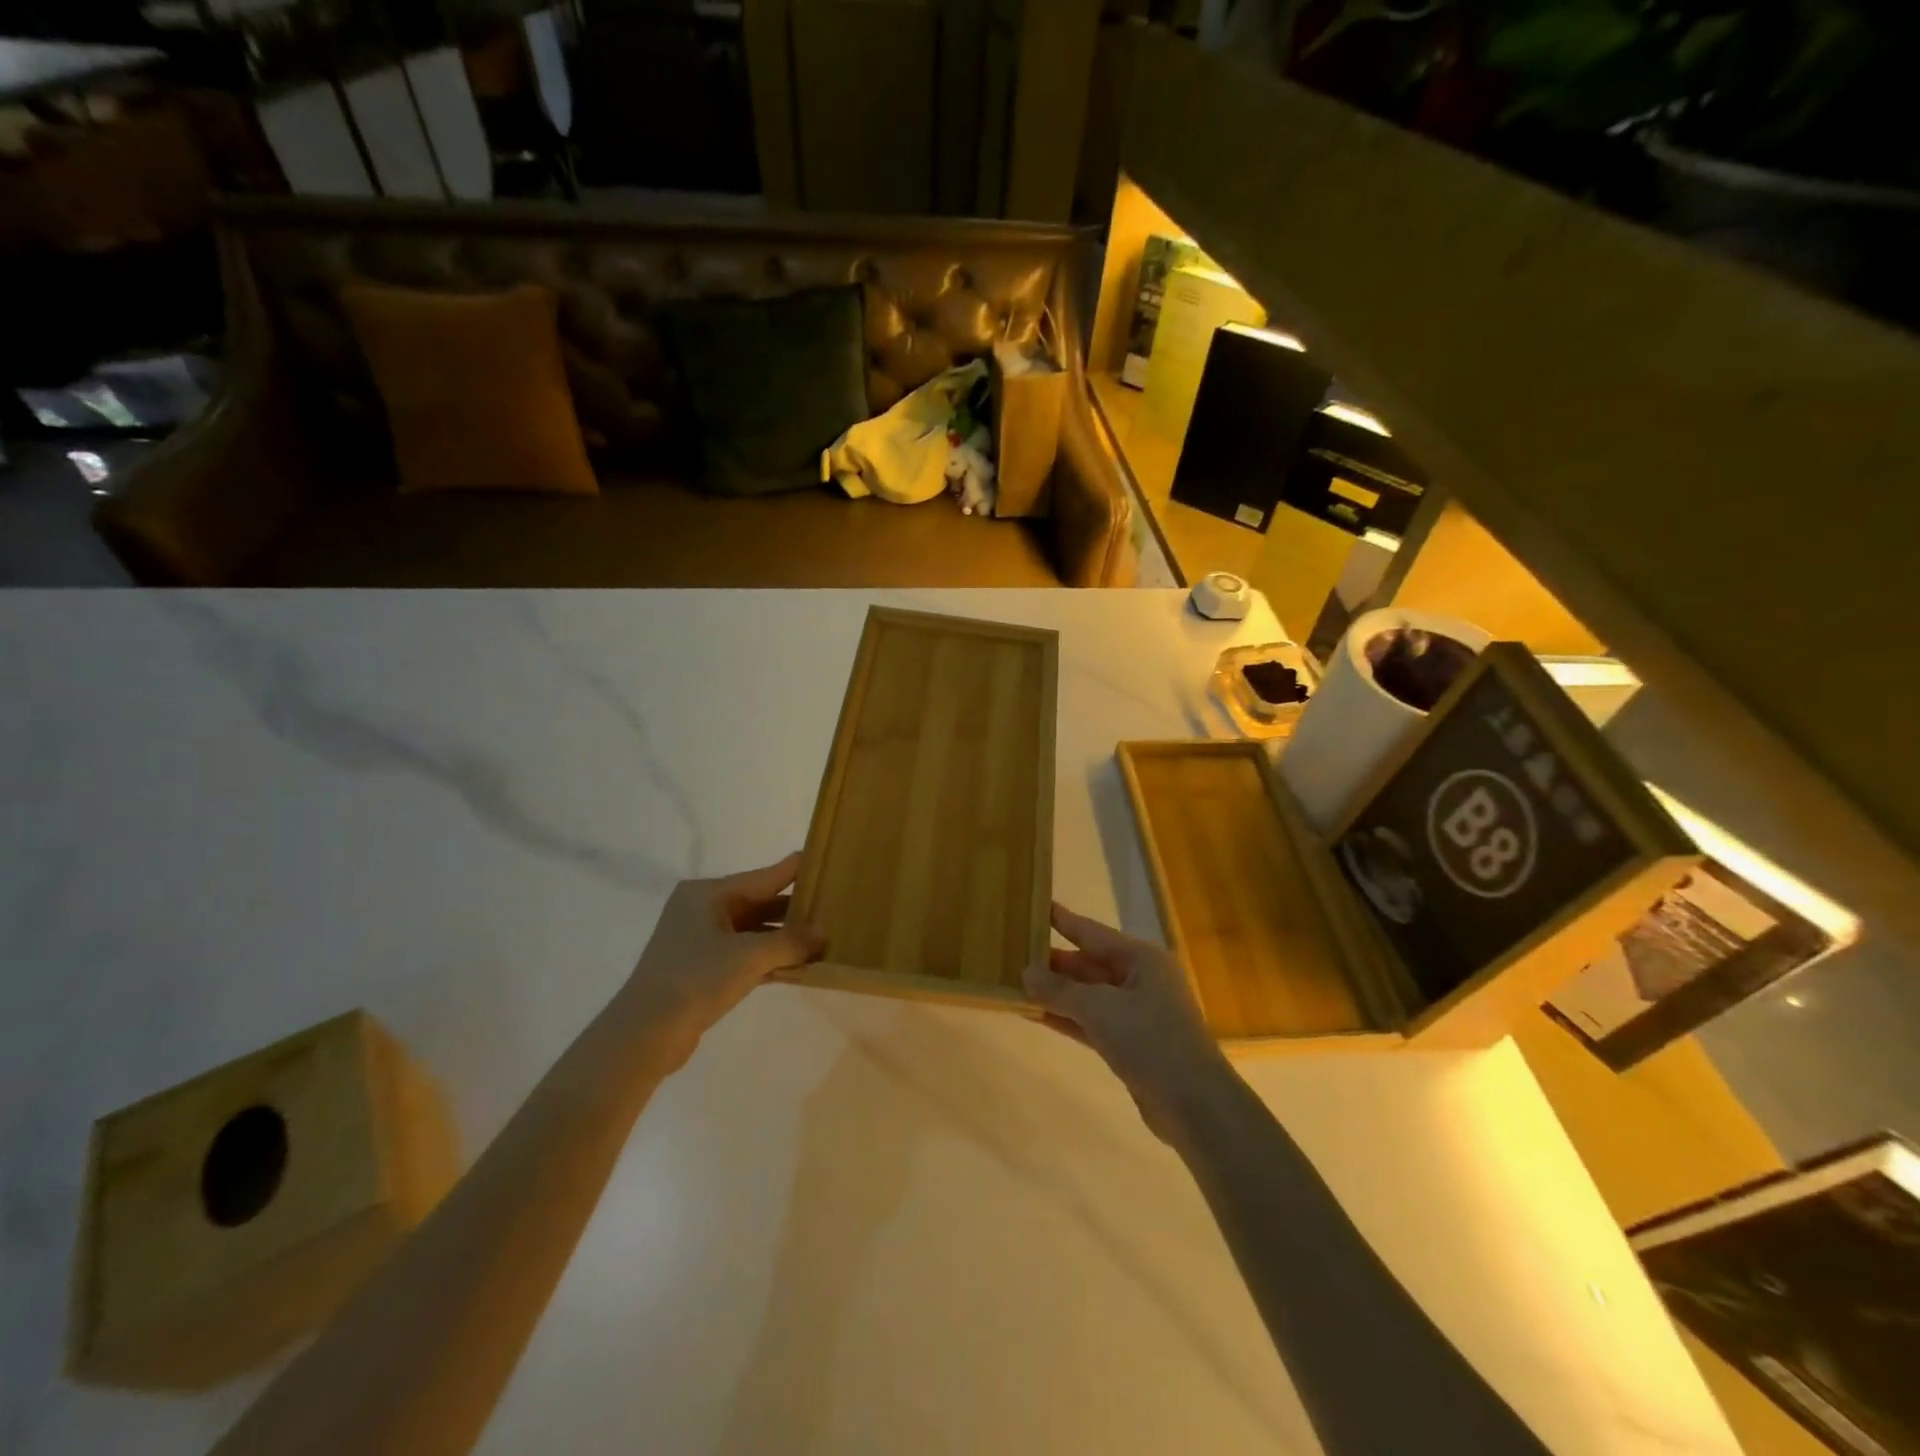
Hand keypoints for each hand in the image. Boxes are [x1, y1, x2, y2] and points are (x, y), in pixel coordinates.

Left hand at [623, 853, 827, 1066]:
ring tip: (824, 938)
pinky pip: (745, 954)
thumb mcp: (750, 957)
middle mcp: (702, 909)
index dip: (795, 870)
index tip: (827, 862)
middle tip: (834, 906)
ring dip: (784, 938)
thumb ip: (790, 942)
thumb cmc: (696, 979)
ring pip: (753, 931)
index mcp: (707, 893)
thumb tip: (823, 934)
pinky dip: (769, 958)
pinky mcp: (702, 969)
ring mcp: (700, 940)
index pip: (763, 876)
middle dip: (794, 909)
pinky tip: (799, 967)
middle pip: (759, 902)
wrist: (644, 1035)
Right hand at [1025, 903, 1230, 1139]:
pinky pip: (1090, 1021)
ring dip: (1055, 992)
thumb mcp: (1100, 1008)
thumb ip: (1060, 990)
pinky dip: (1066, 1017)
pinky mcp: (1129, 1043)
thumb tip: (1026, 972)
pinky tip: (1034, 1014)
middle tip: (1013, 954)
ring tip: (1016, 983)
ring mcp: (1135, 1013)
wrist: (1195, 1104)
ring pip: (1087, 995)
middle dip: (1053, 963)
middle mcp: (1139, 979)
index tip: (1036, 906)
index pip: (1092, 932)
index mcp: (1141, 958)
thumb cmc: (1151, 1040)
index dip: (1063, 920)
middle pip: (1088, 964)